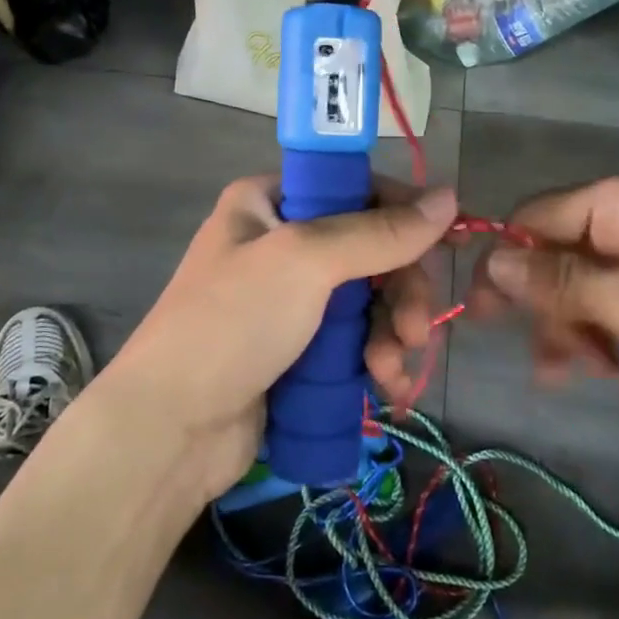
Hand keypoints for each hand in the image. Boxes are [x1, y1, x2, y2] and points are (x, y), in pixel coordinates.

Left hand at [102, 176, 458, 498]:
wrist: (169, 431)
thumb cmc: (232, 323)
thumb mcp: (306, 262)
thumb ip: (380, 232)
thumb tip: (449, 197)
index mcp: (271, 201)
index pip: (357, 188)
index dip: (404, 213)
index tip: (448, 242)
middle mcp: (282, 242)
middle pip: (372, 250)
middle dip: (401, 293)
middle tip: (413, 331)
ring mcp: (291, 300)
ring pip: (370, 300)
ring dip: (393, 334)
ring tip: (391, 372)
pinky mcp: (299, 349)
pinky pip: (356, 340)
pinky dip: (377, 360)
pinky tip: (387, 389)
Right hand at [466, 171, 618, 440]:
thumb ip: (563, 283)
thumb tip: (492, 262)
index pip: (538, 217)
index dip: (507, 262)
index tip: (483, 315)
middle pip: (560, 252)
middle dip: (544, 305)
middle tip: (541, 363)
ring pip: (585, 284)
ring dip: (571, 327)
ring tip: (574, 374)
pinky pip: (617, 304)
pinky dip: (601, 334)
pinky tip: (603, 370)